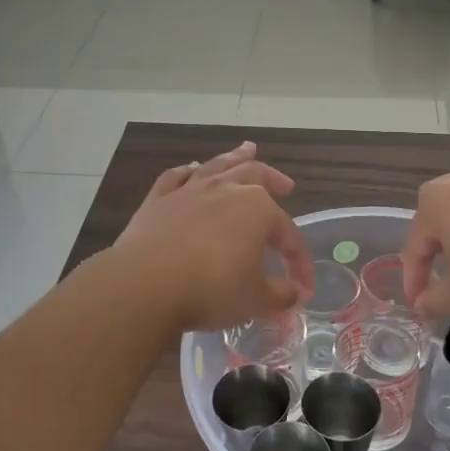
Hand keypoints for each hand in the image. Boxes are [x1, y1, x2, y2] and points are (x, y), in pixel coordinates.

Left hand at [114, 142, 313, 333]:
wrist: (146, 284)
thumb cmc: (211, 289)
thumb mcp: (255, 300)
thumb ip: (280, 295)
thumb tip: (295, 294)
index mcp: (258, 209)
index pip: (289, 235)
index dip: (299, 263)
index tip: (303, 288)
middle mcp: (226, 190)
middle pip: (256, 176)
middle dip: (274, 180)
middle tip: (286, 185)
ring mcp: (189, 190)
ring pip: (218, 167)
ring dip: (235, 157)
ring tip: (247, 150)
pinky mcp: (158, 200)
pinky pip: (177, 177)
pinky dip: (188, 172)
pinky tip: (191, 170)